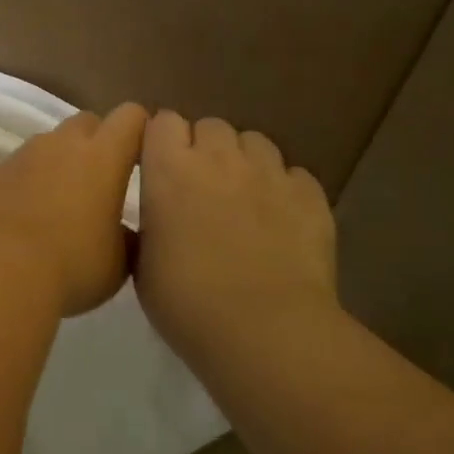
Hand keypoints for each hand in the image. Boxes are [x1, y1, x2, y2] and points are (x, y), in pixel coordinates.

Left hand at [0, 103, 149, 316]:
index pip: (130, 117)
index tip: (144, 156)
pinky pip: (16, 169)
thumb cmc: (70, 267)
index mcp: (102, 157)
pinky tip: (22, 219)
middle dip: (98, 142)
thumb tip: (125, 233)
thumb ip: (128, 237)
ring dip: (58, 163)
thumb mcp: (118, 263)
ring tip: (59, 205)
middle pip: (86, 122)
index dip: (140, 130)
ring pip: (48, 145)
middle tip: (101, 182)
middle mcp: (60, 145)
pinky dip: (25, 184)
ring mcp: (20, 156)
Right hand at [135, 111, 338, 357]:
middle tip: (201, 187)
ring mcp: (269, 173)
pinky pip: (294, 175)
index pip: (163, 121)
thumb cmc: (187, 303)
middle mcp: (219, 158)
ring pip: (254, 142)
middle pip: (210, 125)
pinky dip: (284, 189)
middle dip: (204, 147)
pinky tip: (281, 220)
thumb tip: (155, 215)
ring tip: (243, 198)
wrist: (266, 331)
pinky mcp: (310, 195)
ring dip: (244, 161)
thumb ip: (148, 226)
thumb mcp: (142, 265)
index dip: (161, 141)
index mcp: (169, 169)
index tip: (160, 168)